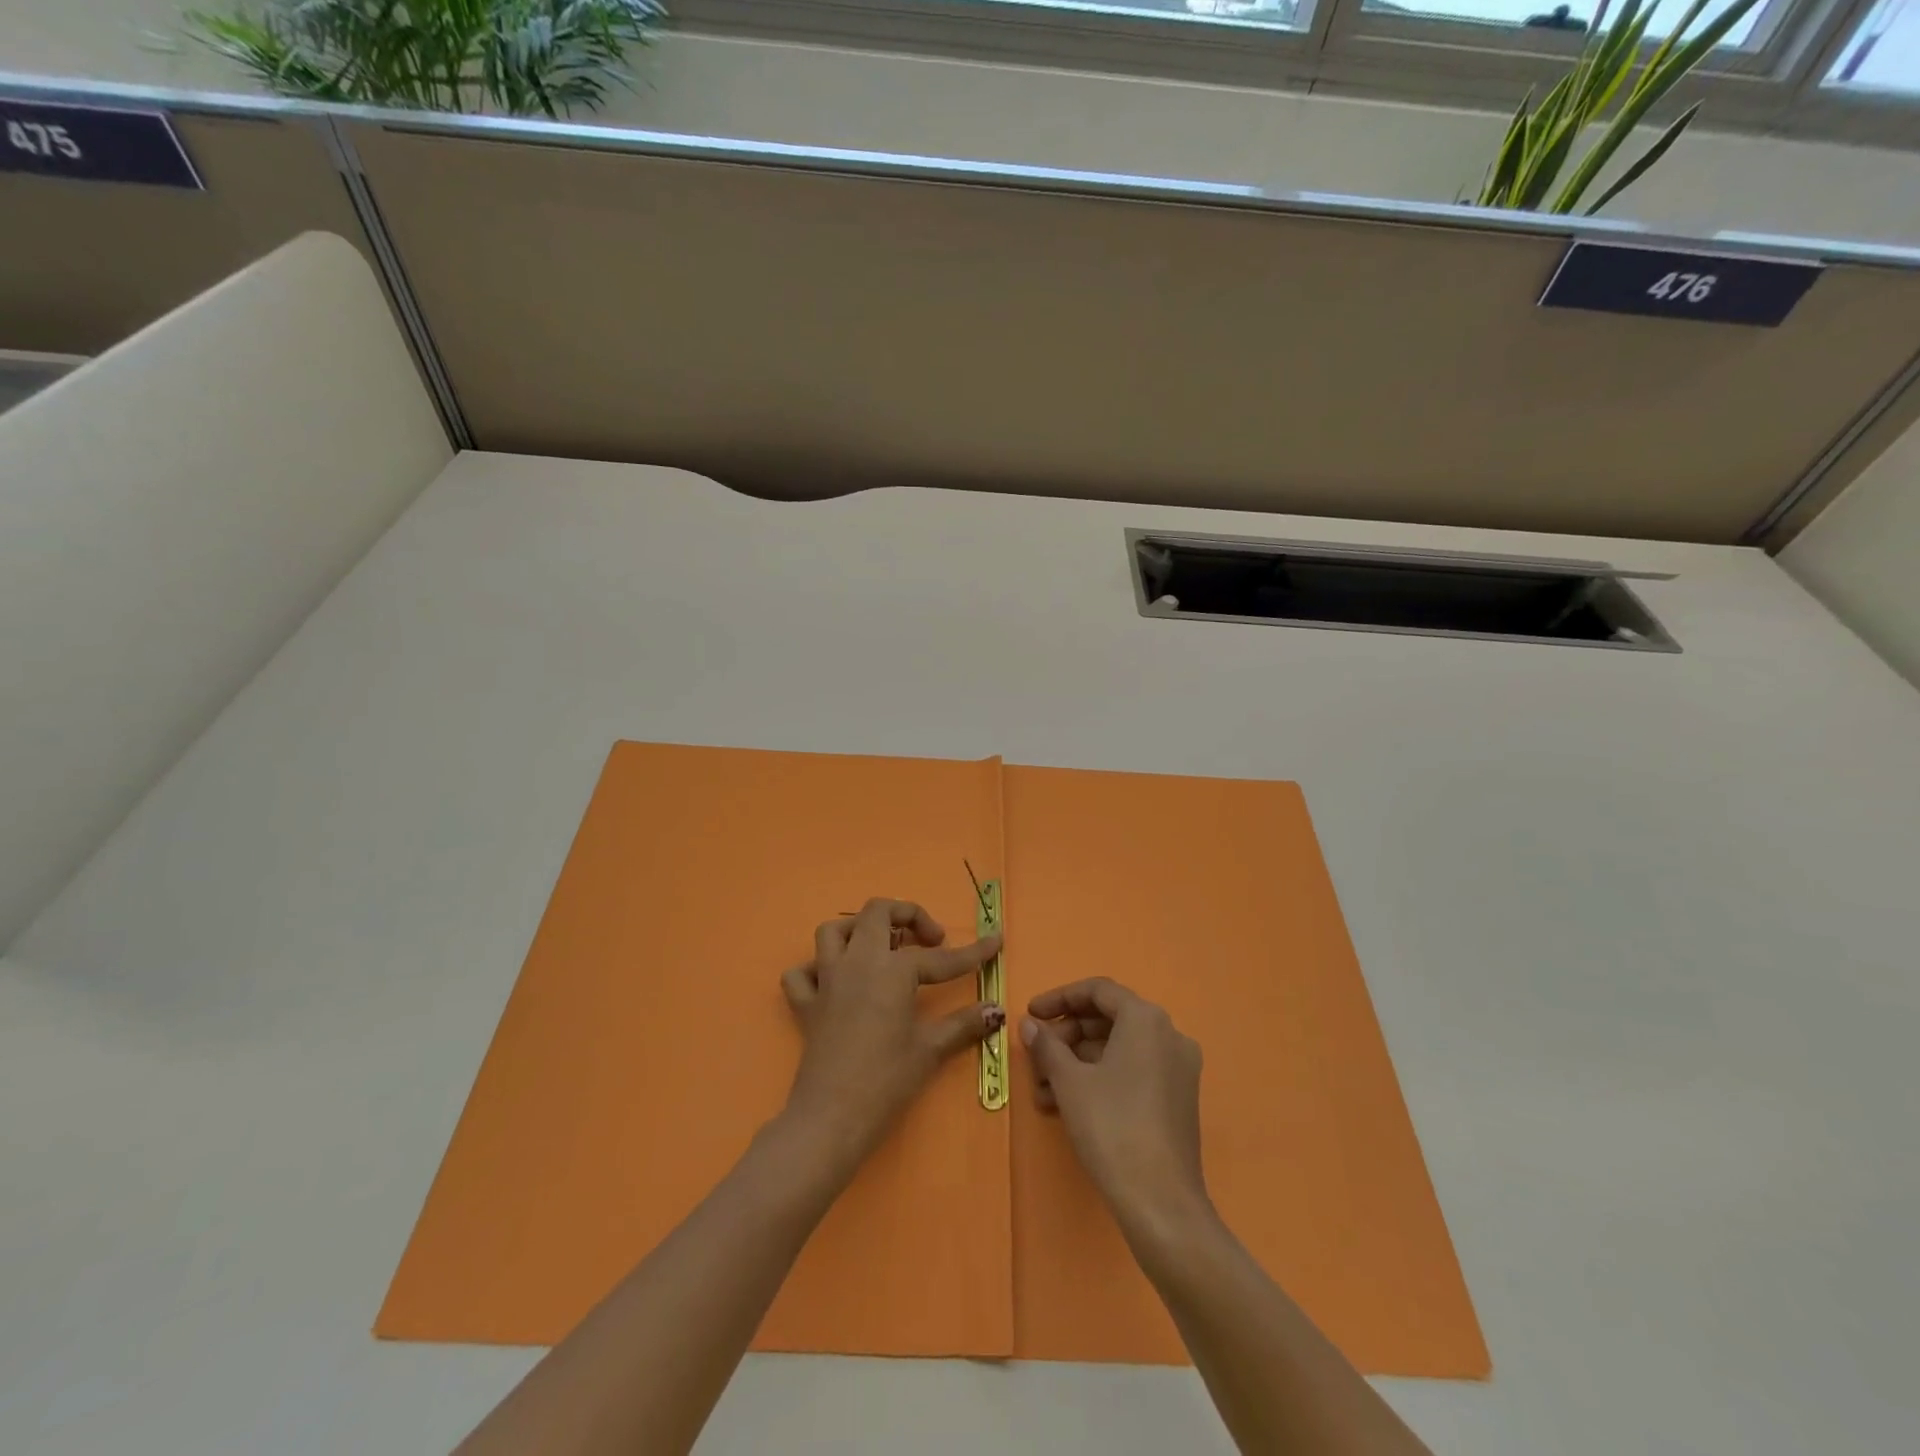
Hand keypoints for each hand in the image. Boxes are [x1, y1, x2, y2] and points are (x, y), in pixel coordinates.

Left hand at [780, 898, 1003, 1178]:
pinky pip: (802, 973)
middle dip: (908, 915)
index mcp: (892, 970)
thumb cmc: (886, 1081)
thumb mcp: (930, 1049)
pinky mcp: (805, 1005)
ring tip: (883, 948)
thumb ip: (964, 1024)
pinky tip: (836, 983)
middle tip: (930, 941)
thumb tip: (996, 1010)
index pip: (939, 957)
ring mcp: (826, 980)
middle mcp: (857, 962)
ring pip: (834, 930)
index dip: (973, 951)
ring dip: (859, 930)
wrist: (831, 1118)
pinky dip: (816, 970)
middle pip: (878, 912)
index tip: (995, 940)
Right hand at [1022, 978, 1209, 1238]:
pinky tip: (1066, 1105)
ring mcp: (1178, 1069)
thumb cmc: (1111, 1126)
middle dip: (1066, 1037)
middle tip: (1035, 1058)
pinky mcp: (1178, 1100)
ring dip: (1077, 1063)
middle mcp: (1169, 1035)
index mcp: (1146, 1019)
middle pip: (1108, 1020)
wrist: (1161, 1203)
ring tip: (1041, 1092)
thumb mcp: (1069, 1081)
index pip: (1098, 991)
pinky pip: (1132, 1072)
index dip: (1059, 998)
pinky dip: (1100, 1079)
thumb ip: (1047, 1045)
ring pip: (1117, 1050)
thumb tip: (1030, 1025)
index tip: (1030, 1015)